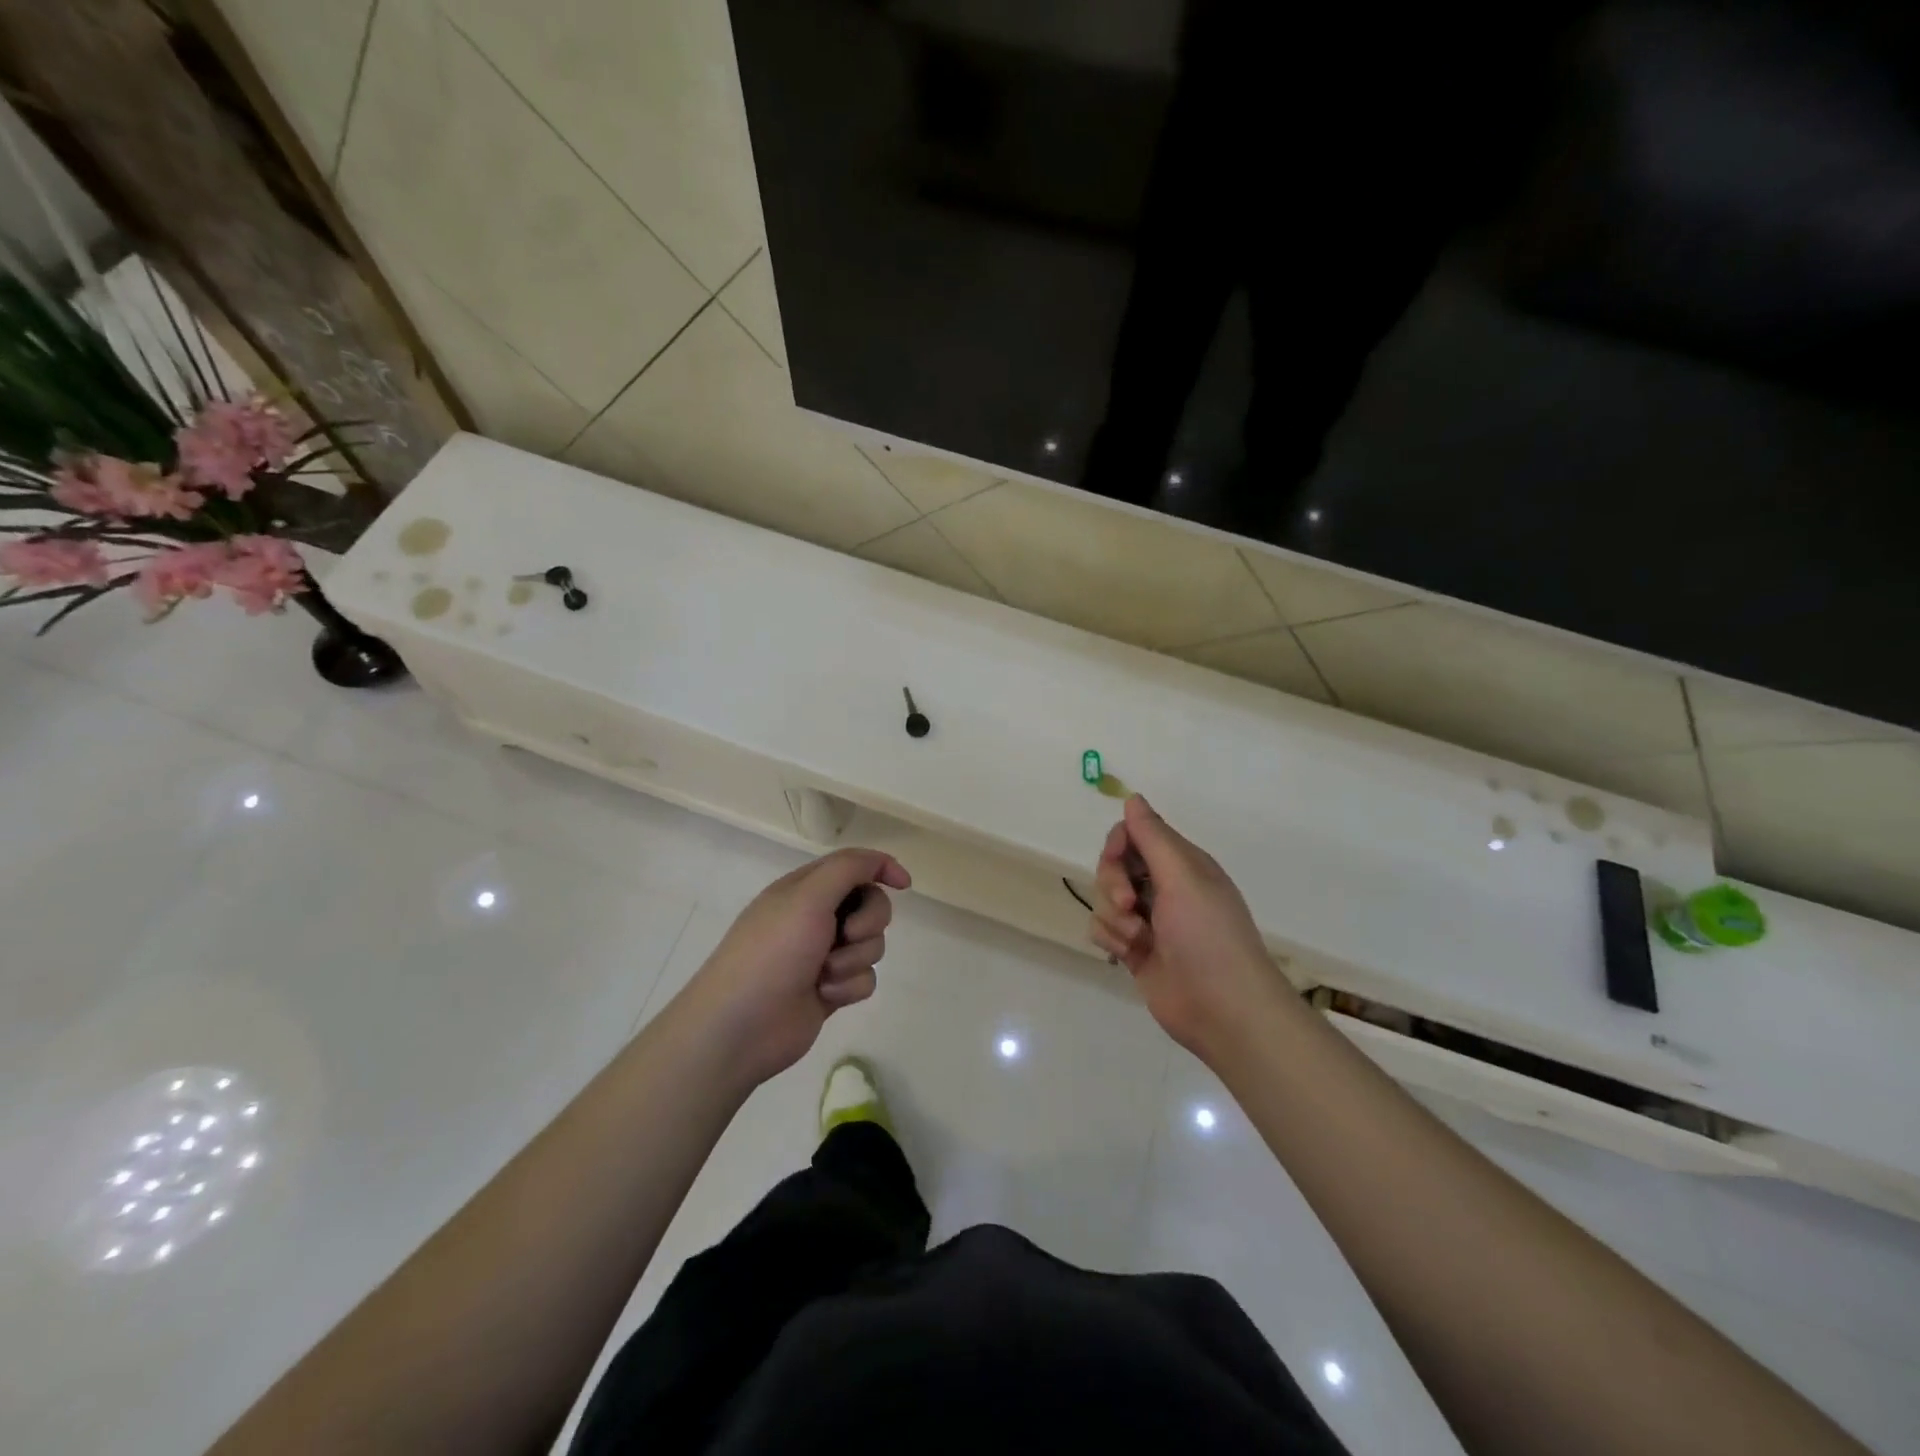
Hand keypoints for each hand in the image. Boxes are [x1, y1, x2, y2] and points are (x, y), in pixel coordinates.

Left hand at [680, 847, 910, 1086]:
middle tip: (846, 935)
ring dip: (854, 959)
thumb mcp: (808, 896)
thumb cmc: (772, 952)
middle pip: (871, 905)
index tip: (904, 885)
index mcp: (805, 889)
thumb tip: (882, 863)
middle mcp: (816, 917)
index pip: (854, 865)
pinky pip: (864, 979)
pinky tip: (824, 996)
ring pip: (872, 945)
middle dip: (868, 921)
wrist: (741, 1026)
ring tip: (824, 974)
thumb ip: (848, 869)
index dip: (882, 868)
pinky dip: (849, 986)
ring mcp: (824, 955)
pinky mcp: (831, 989)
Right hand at [1089, 795, 1283, 1056]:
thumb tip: (1133, 798)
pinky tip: (1129, 954)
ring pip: (1105, 899)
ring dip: (1114, 916)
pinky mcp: (1136, 950)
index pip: (1136, 834)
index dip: (1119, 843)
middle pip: (1115, 865)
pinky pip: (1104, 929)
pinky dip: (1111, 938)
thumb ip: (1153, 837)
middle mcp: (1165, 888)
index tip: (1117, 859)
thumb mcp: (1183, 877)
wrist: (1223, 1009)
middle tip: (1129, 904)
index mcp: (1182, 865)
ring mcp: (1149, 921)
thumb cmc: (1208, 935)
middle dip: (1113, 882)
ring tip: (1137, 938)